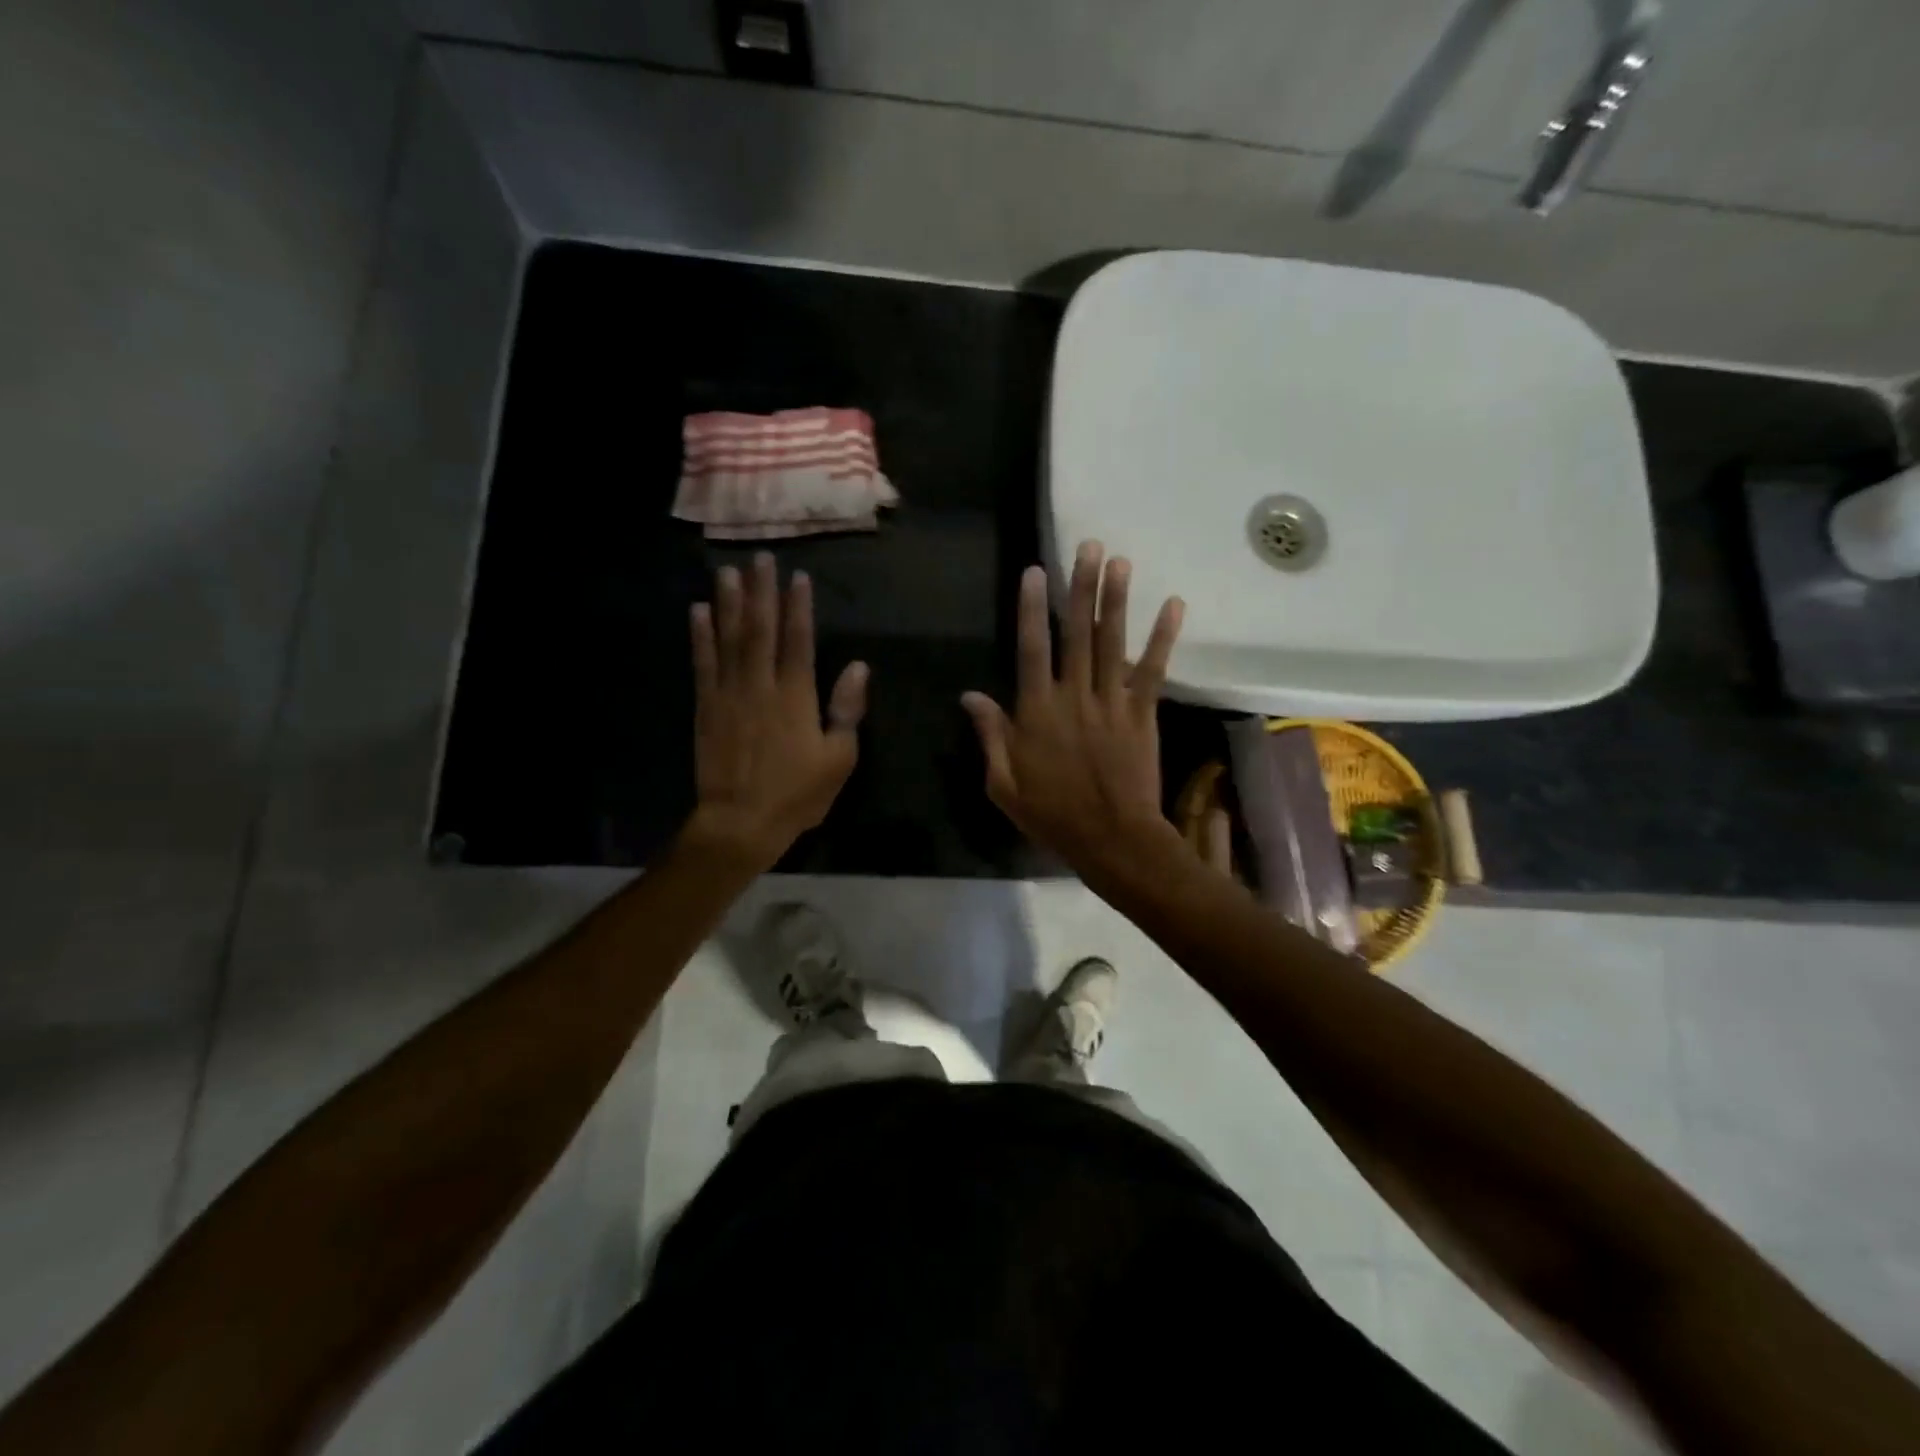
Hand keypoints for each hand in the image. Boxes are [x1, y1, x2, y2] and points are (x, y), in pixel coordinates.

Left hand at [686, 553, 868, 870]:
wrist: (740, 822)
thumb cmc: (797, 794)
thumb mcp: (839, 759)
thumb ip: (846, 710)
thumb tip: (858, 667)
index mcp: (796, 697)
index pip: (799, 641)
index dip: (799, 607)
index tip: (797, 577)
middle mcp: (760, 686)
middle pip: (761, 630)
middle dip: (762, 592)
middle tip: (760, 558)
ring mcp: (728, 694)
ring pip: (729, 639)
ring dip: (729, 603)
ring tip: (728, 572)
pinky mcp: (705, 708)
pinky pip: (702, 664)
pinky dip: (700, 637)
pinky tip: (698, 612)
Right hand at [962, 541, 1187, 886]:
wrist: (1113, 840)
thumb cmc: (1052, 815)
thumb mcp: (1004, 784)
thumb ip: (990, 736)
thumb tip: (970, 696)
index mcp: (1037, 711)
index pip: (1032, 649)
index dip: (1032, 609)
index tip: (1035, 572)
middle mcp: (1074, 696)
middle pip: (1078, 634)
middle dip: (1082, 588)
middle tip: (1090, 546)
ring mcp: (1112, 702)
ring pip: (1114, 643)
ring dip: (1117, 600)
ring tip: (1121, 561)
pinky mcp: (1143, 714)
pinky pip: (1154, 671)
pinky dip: (1164, 638)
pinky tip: (1174, 605)